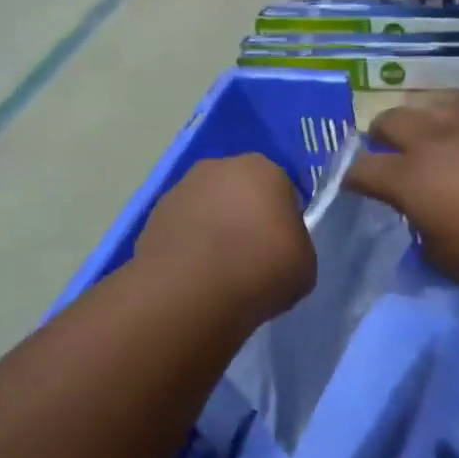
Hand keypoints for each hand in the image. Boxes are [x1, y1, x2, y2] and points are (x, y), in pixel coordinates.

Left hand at [135, 155, 315, 321]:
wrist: (192, 291)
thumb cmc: (261, 269)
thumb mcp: (304, 263)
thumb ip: (294, 245)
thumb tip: (278, 248)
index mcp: (264, 169)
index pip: (281, 189)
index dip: (282, 219)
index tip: (280, 248)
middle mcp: (220, 167)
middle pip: (240, 191)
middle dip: (244, 216)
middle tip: (250, 256)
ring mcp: (181, 188)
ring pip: (208, 207)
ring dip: (213, 229)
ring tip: (217, 271)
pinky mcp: (153, 215)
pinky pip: (182, 228)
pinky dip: (188, 245)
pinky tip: (193, 275)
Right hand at [347, 102, 458, 293]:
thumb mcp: (454, 264)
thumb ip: (430, 245)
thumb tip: (426, 234)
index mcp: (410, 178)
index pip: (363, 170)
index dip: (352, 177)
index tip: (352, 184)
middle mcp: (436, 140)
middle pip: (393, 120)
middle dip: (382, 132)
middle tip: (385, 145)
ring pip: (439, 106)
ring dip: (429, 120)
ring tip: (438, 137)